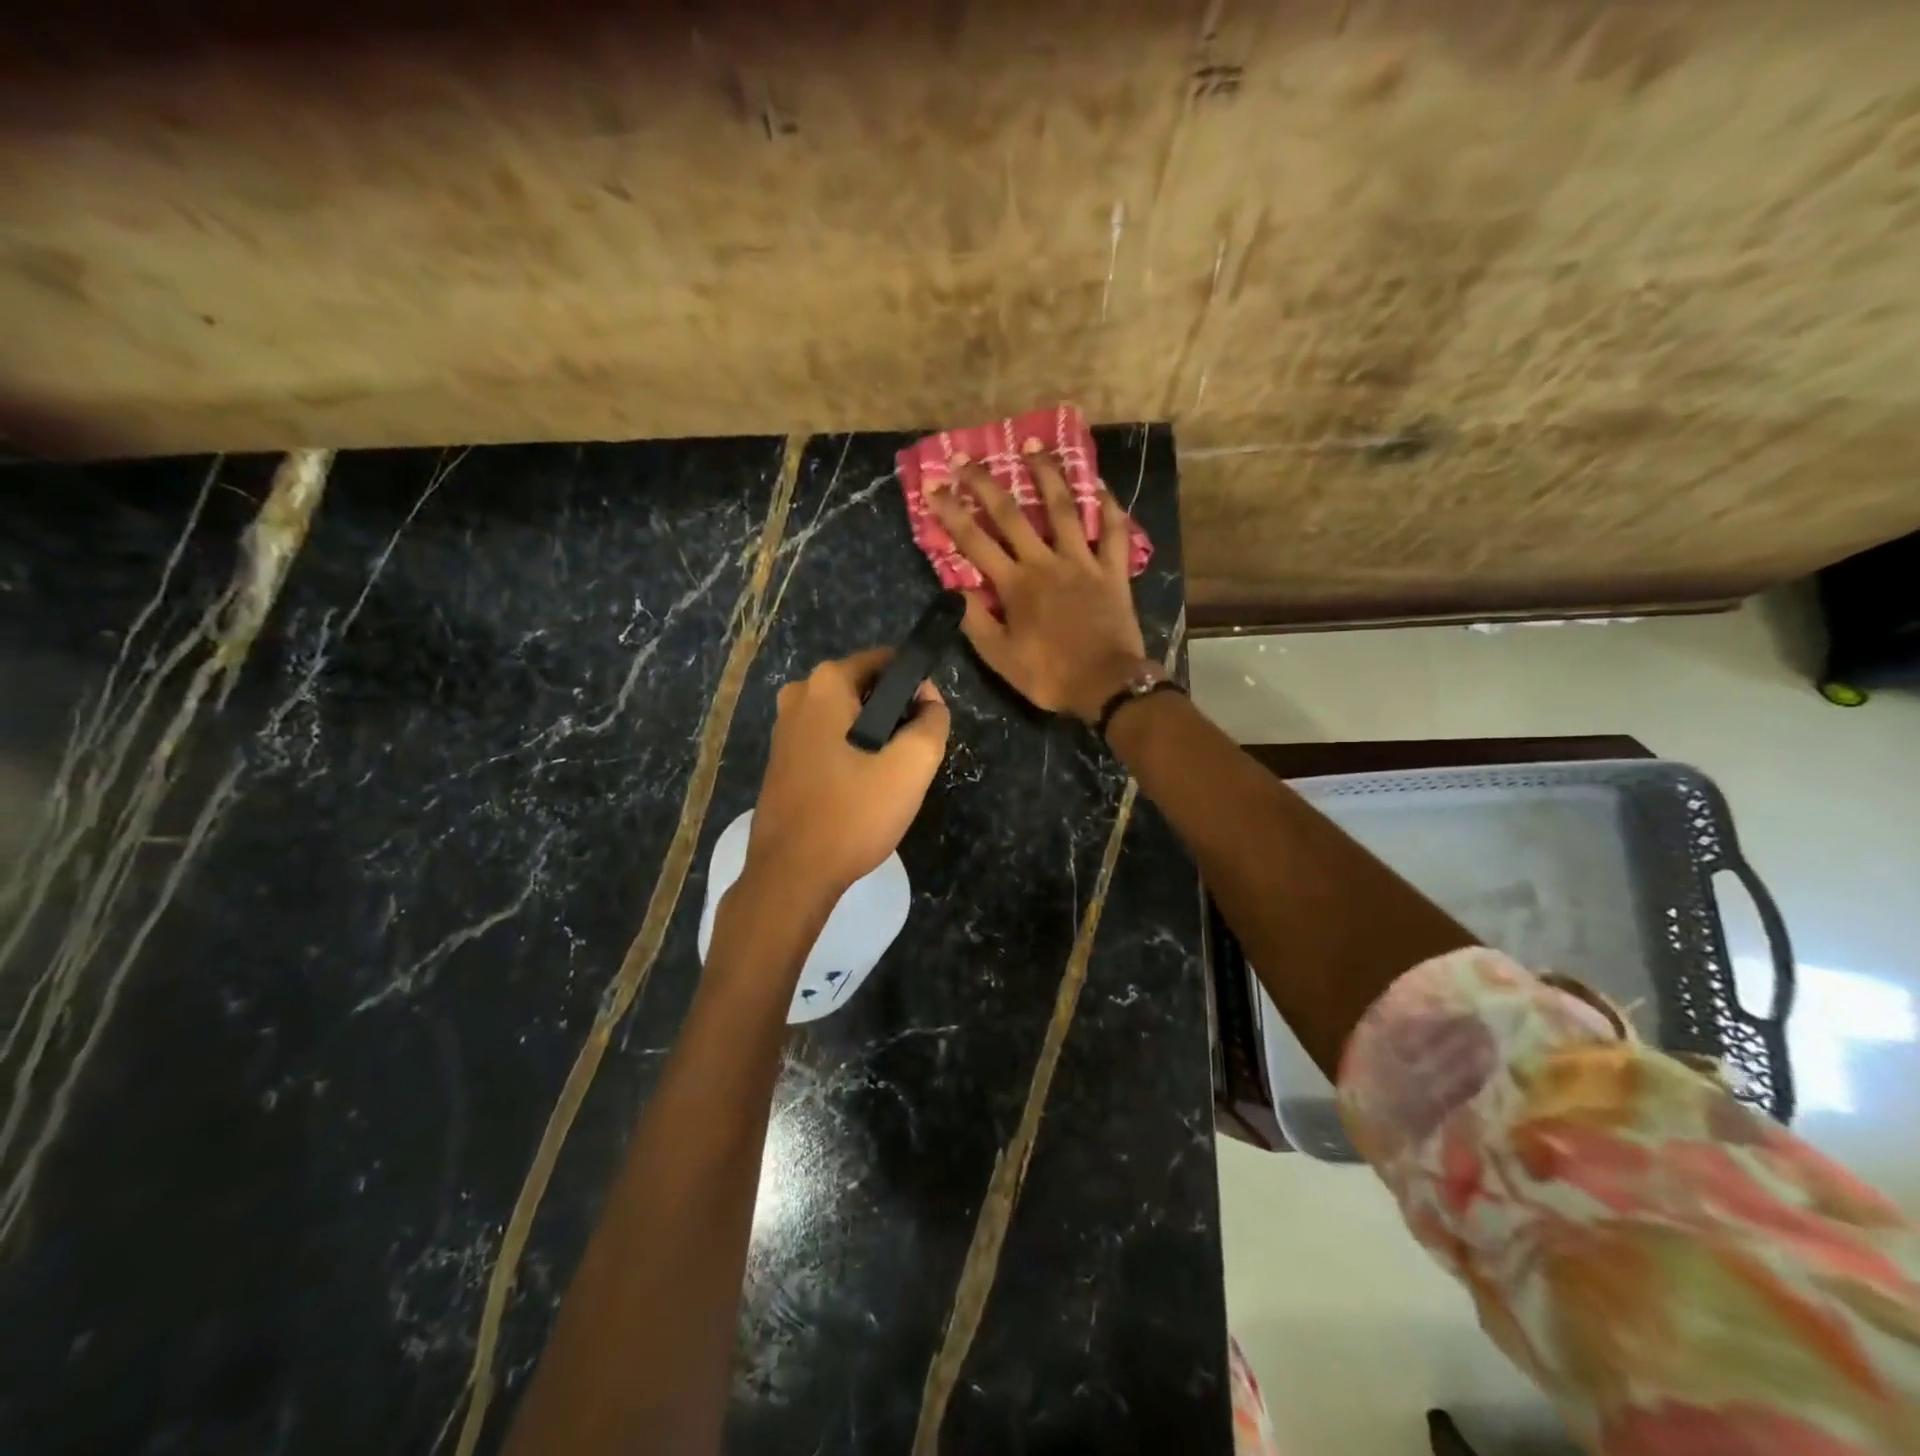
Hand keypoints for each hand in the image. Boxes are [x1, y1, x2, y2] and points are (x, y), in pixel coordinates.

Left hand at [745, 650, 950, 900]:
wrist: (791, 875)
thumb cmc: (851, 815)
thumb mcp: (910, 767)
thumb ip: (932, 722)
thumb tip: (930, 700)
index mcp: (825, 684)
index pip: (888, 662)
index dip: (918, 688)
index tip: (928, 726)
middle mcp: (798, 695)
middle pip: (867, 690)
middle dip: (895, 717)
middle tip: (910, 761)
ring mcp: (784, 728)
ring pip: (849, 719)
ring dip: (874, 740)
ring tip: (888, 781)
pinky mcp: (781, 759)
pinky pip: (829, 741)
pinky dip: (850, 756)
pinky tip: (860, 792)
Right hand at [929, 452, 1147, 722]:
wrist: (1107, 686)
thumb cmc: (1050, 675)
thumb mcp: (1000, 658)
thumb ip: (975, 621)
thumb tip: (956, 588)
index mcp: (1015, 585)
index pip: (974, 542)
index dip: (951, 513)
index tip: (933, 487)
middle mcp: (1046, 562)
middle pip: (1012, 515)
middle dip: (986, 484)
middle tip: (968, 458)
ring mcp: (1083, 562)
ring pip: (1064, 509)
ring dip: (1047, 475)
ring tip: (1034, 447)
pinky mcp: (1113, 570)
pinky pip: (1114, 532)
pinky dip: (1109, 507)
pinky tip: (1101, 485)